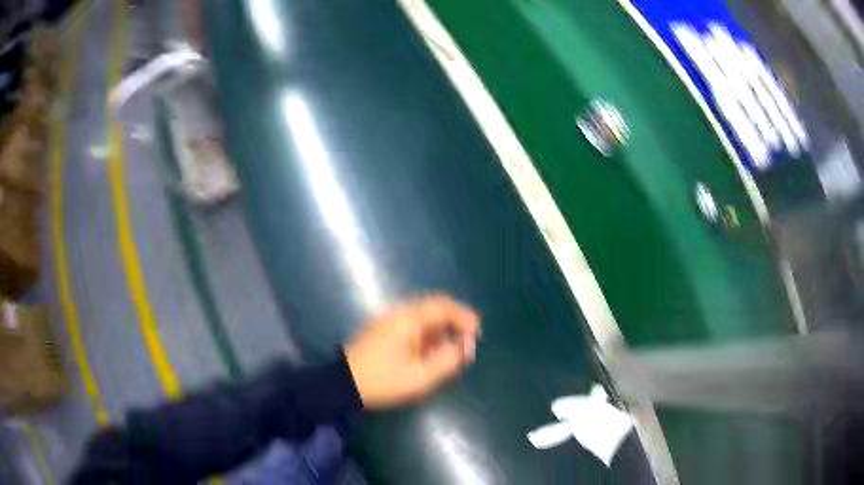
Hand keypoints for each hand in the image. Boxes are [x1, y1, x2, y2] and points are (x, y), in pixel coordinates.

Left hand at [345, 295, 480, 409]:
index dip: (465, 317)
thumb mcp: (420, 376)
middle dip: (456, 322)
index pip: (443, 306)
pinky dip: (430, 335)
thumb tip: (466, 346)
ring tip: (453, 350)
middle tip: (468, 341)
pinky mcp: (385, 332)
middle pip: (435, 307)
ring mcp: (390, 321)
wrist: (343, 385)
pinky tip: (433, 352)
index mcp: (409, 319)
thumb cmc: (383, 381)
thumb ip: (447, 360)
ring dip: (443, 329)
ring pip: (425, 317)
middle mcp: (400, 313)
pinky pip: (414, 326)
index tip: (477, 334)